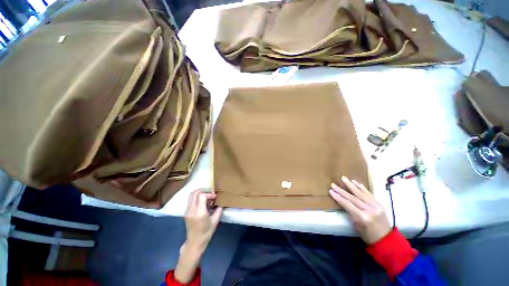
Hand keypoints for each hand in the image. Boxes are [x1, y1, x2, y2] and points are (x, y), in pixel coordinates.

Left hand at [175, 189, 222, 282]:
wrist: (194, 243)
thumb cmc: (206, 233)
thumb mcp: (215, 221)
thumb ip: (219, 210)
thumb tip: (221, 202)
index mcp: (199, 213)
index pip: (202, 196)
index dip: (209, 194)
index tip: (215, 197)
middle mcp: (192, 210)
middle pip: (195, 193)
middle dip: (204, 190)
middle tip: (211, 192)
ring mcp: (187, 211)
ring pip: (191, 195)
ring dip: (200, 193)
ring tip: (207, 196)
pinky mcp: (186, 212)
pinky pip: (191, 200)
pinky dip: (197, 197)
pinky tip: (203, 202)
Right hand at [329, 176, 390, 243]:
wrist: (387, 240)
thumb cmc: (368, 236)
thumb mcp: (356, 226)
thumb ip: (351, 213)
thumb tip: (344, 203)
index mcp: (363, 217)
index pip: (348, 204)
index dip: (338, 197)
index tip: (330, 191)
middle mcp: (370, 210)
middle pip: (353, 198)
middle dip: (341, 190)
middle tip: (333, 184)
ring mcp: (376, 206)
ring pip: (361, 193)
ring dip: (351, 185)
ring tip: (343, 178)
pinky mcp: (379, 204)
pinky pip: (369, 193)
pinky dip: (361, 187)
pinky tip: (355, 182)